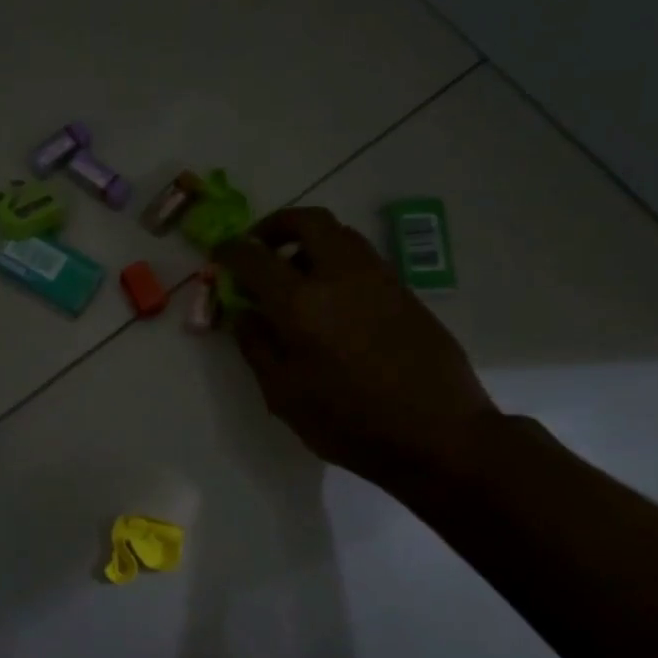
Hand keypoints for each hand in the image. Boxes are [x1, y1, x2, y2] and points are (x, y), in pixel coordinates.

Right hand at [214, 209, 498, 493]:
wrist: (438, 435)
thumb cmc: (349, 423)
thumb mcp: (284, 395)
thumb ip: (257, 347)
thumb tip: (245, 314)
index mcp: (301, 303)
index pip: (255, 258)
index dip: (231, 251)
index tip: (219, 254)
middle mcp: (340, 276)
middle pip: (307, 221)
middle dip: (276, 225)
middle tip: (261, 247)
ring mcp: (379, 279)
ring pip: (341, 234)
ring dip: (310, 241)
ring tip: (296, 274)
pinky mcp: (405, 292)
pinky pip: (362, 258)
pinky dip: (337, 260)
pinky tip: (331, 298)